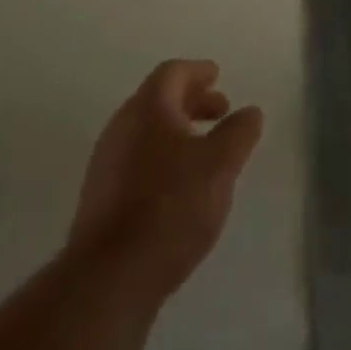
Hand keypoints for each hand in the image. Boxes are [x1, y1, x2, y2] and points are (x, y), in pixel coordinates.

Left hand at [66, 60, 264, 300]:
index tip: (217, 75)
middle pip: (157, 100)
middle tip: (220, 112)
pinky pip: (135, 161)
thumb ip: (238, 133)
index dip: (197, 71)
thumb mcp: (220, 165)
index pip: (172, 73)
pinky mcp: (100, 199)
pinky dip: (161, 158)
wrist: (109, 277)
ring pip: (146, 132)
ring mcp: (106, 164)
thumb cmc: (170, 207)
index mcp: (148, 108)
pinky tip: (179, 187)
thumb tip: (250, 111)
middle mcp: (121, 127)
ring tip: (204, 151)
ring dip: (177, 132)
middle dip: (191, 101)